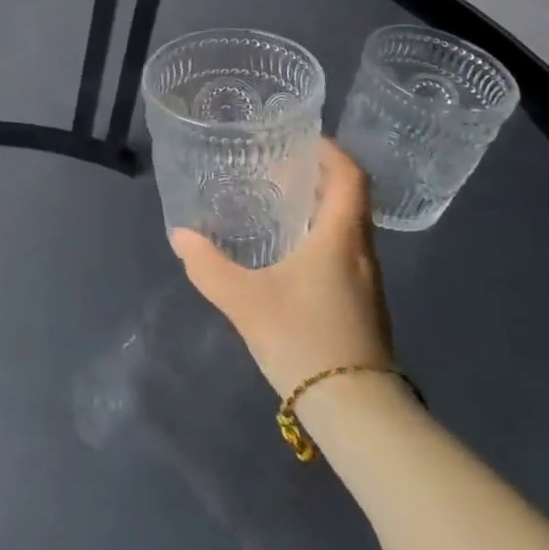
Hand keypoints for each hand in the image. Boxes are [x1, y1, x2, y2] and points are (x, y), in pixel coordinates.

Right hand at [170, 139, 392, 398]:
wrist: (357, 412)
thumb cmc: (304, 340)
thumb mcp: (244, 301)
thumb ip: (208, 266)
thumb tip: (180, 236)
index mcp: (340, 238)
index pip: (350, 176)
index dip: (330, 150)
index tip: (302, 137)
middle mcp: (362, 252)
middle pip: (350, 198)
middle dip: (318, 176)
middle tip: (277, 166)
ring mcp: (368, 282)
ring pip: (349, 227)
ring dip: (321, 208)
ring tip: (278, 204)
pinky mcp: (364, 306)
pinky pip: (346, 252)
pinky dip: (322, 237)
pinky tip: (291, 254)